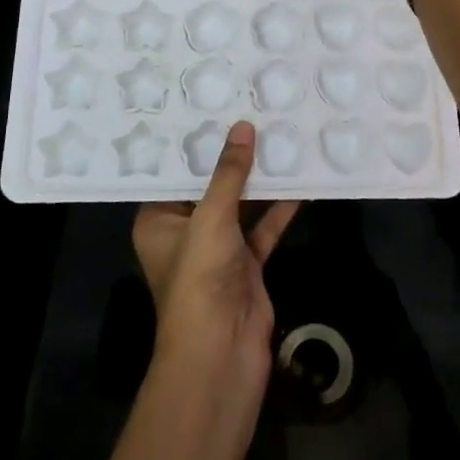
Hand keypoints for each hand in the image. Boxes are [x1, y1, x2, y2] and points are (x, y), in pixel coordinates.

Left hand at [133, 121, 300, 396]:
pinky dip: (280, 208)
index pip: (174, 172)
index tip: (213, 105)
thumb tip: (243, 127)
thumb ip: (229, 173)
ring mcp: (218, 250)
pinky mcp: (246, 264)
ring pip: (240, 205)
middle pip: (210, 186)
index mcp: (158, 220)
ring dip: (260, 180)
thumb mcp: (211, 218)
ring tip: (280, 136)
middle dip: (232, 156)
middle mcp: (185, 231)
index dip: (194, 142)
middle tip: (253, 111)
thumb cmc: (199, 279)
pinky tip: (301, 181)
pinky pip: (263, 227)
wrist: (221, 354)